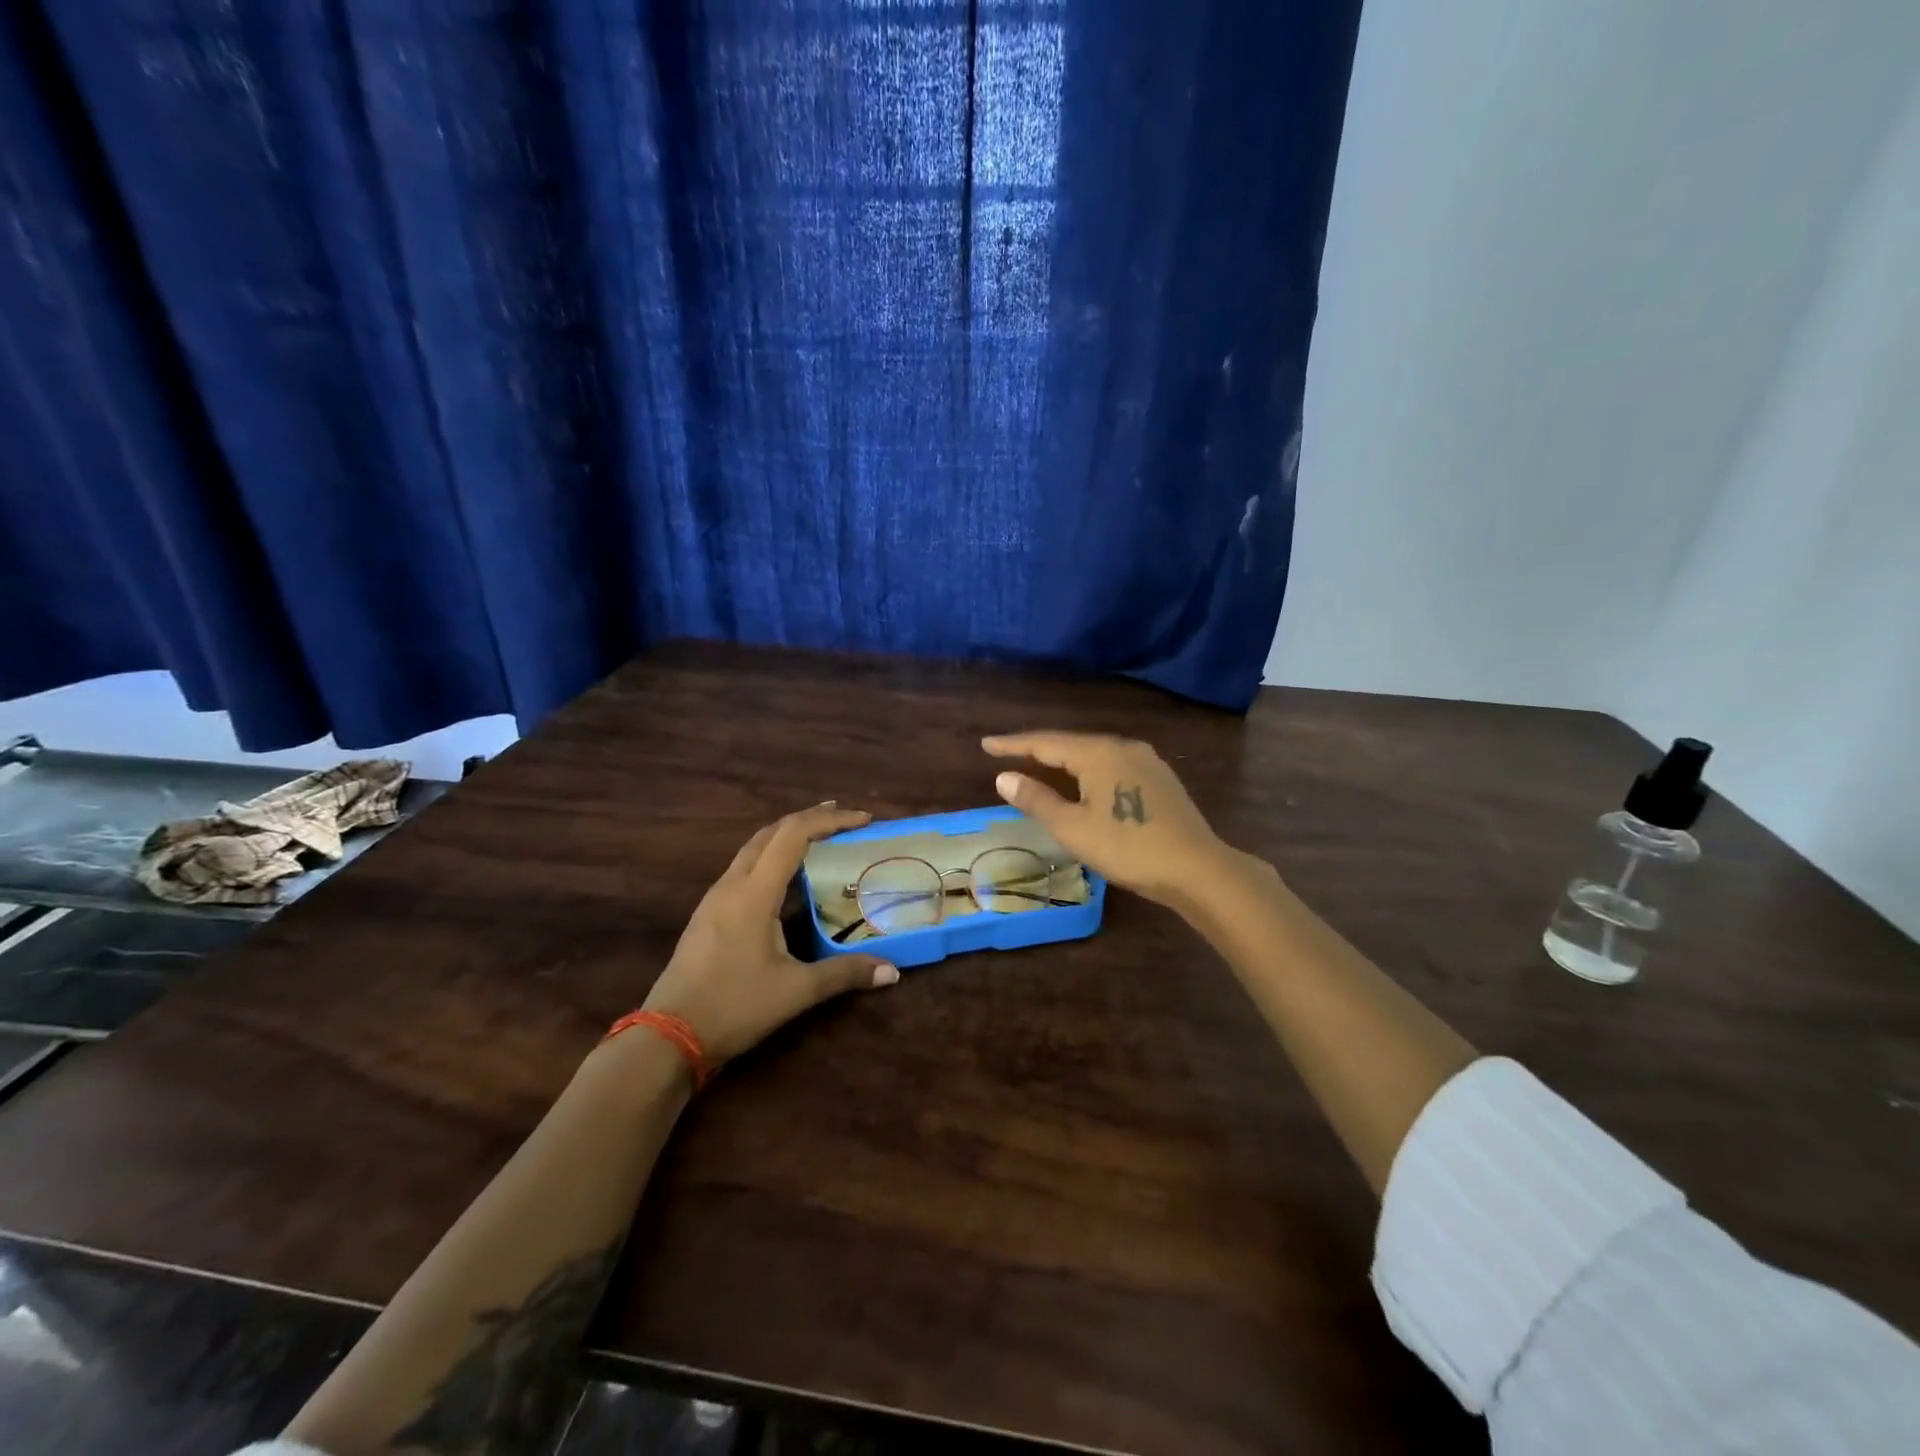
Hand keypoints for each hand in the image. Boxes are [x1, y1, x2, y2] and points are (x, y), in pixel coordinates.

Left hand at [641, 803, 898, 1065]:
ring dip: (787, 835)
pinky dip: (771, 856)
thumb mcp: (796, 992)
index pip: (794, 836)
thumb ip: (845, 974)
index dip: (830, 820)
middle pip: (771, 832)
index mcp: (754, 893)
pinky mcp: (708, 914)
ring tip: (819, 838)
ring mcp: (715, 898)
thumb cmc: (734, 1007)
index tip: (863, 819)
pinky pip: (743, 867)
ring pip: (753, 847)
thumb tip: (893, 972)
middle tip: (845, 819)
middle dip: (809, 818)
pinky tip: (785, 877)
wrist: (667, 1037)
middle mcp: (732, 885)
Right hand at [983, 732, 1237, 909]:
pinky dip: (1088, 770)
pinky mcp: (1160, 778)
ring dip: (1064, 759)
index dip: (1013, 744)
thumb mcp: (1073, 828)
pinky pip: (1113, 765)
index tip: (986, 743)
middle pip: (1071, 744)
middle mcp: (1122, 746)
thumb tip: (1004, 777)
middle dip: (1037, 748)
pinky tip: (1084, 781)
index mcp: (1098, 753)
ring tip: (1039, 763)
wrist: (1197, 868)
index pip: (1045, 743)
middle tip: (1008, 752)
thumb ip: (1037, 799)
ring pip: (1094, 754)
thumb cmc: (1128, 848)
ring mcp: (1146, 760)